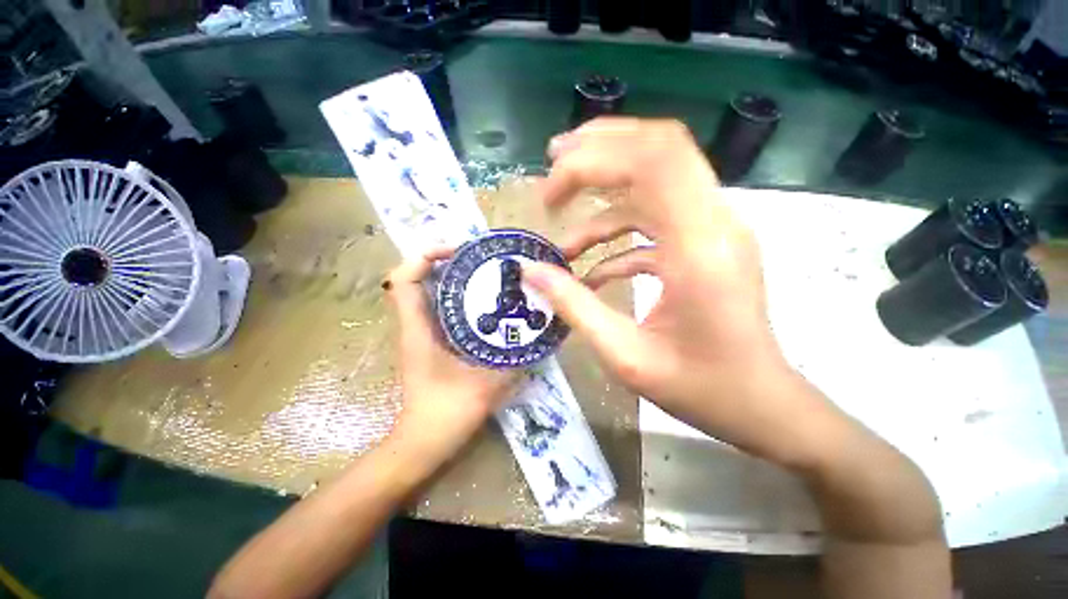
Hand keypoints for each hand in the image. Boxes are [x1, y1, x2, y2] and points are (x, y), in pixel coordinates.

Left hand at [385, 248, 518, 467]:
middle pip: (417, 278)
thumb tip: (539, 342)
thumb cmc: (444, 415)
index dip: (425, 256)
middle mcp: (415, 326)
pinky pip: (439, 309)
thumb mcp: (485, 387)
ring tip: (483, 272)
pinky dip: (456, 297)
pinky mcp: (430, 343)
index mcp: (418, 330)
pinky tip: (483, 302)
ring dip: (451, 277)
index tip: (457, 250)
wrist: (422, 443)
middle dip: (444, 261)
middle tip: (479, 258)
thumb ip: (514, 364)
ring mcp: (421, 334)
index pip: (404, 279)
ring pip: (428, 292)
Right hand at [523, 118, 827, 465]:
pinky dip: (618, 232)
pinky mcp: (706, 243)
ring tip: (561, 214)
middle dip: (598, 149)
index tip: (550, 191)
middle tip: (552, 168)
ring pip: (657, 175)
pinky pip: (657, 218)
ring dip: (605, 187)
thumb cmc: (699, 389)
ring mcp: (714, 229)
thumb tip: (529, 270)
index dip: (592, 160)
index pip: (651, 161)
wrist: (761, 405)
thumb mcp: (625, 356)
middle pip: (658, 148)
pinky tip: (592, 268)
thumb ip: (573, 306)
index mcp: (699, 248)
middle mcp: (714, 222)